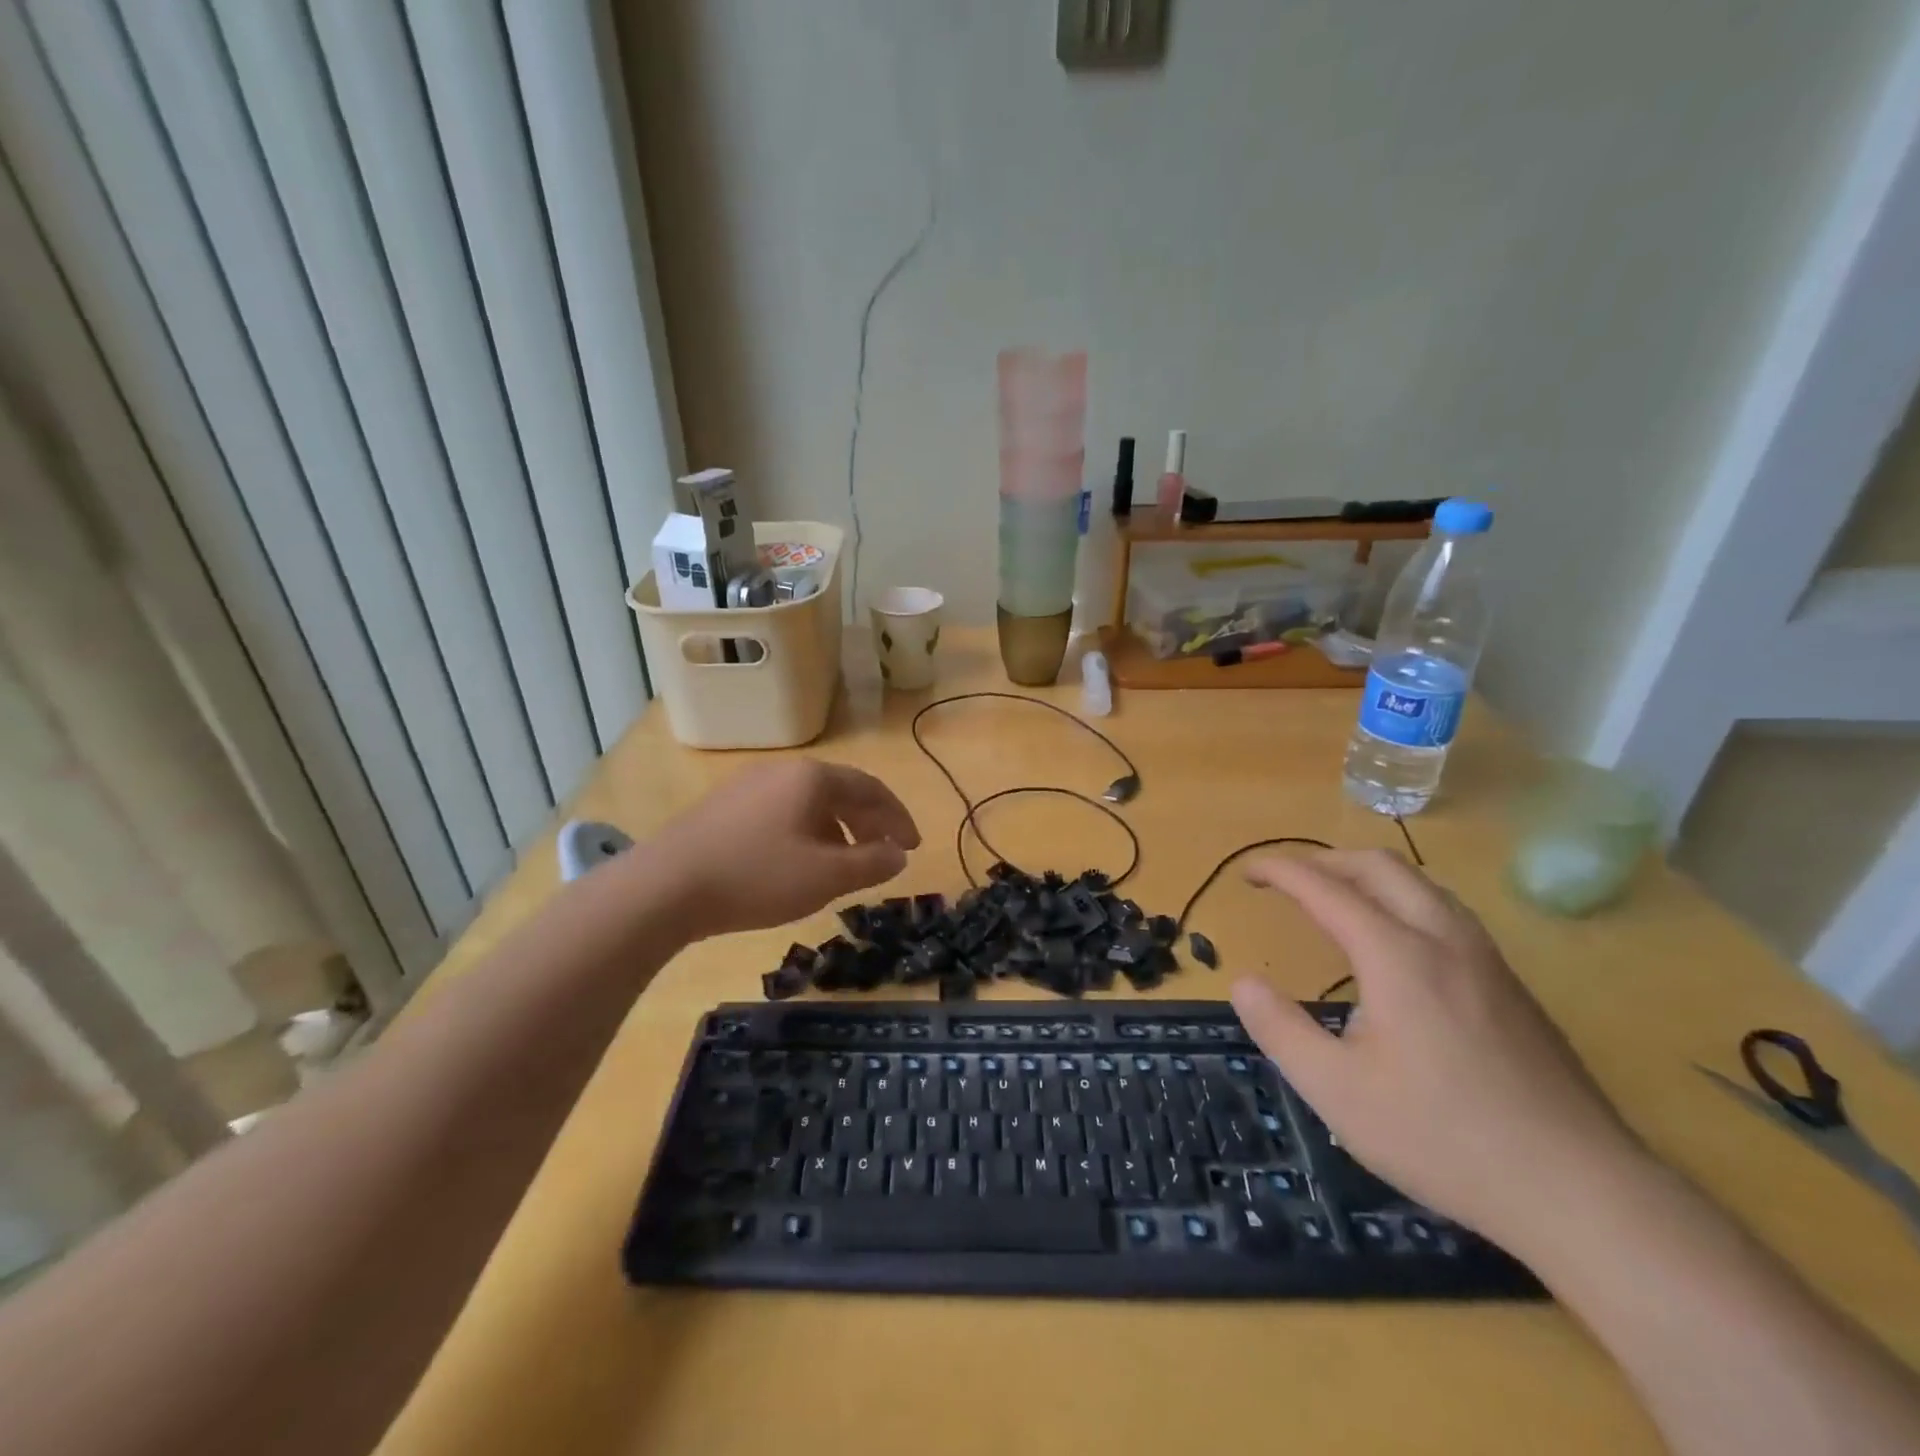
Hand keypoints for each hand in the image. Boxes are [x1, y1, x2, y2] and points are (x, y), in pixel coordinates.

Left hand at [640, 760, 919, 940]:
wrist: (666, 886)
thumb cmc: (757, 876)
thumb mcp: (826, 876)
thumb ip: (871, 863)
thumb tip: (899, 855)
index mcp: (813, 778)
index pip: (872, 789)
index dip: (898, 818)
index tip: (913, 846)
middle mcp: (783, 770)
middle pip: (840, 791)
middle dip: (869, 823)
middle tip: (885, 853)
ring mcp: (749, 784)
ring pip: (809, 802)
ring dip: (837, 829)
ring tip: (844, 863)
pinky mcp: (724, 805)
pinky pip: (781, 811)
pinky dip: (805, 831)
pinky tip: (798, 861)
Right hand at [1229, 850, 1645, 1245]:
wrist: (1583, 1192)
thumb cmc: (1444, 1137)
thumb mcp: (1337, 1091)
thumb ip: (1279, 1029)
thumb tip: (1243, 983)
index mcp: (1397, 955)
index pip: (1325, 887)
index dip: (1280, 871)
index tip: (1246, 873)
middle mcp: (1444, 940)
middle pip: (1381, 866)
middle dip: (1325, 860)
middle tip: (1287, 880)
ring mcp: (1488, 962)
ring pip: (1422, 885)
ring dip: (1369, 876)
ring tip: (1337, 901)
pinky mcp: (1513, 989)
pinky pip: (1447, 914)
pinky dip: (1403, 902)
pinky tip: (1399, 947)